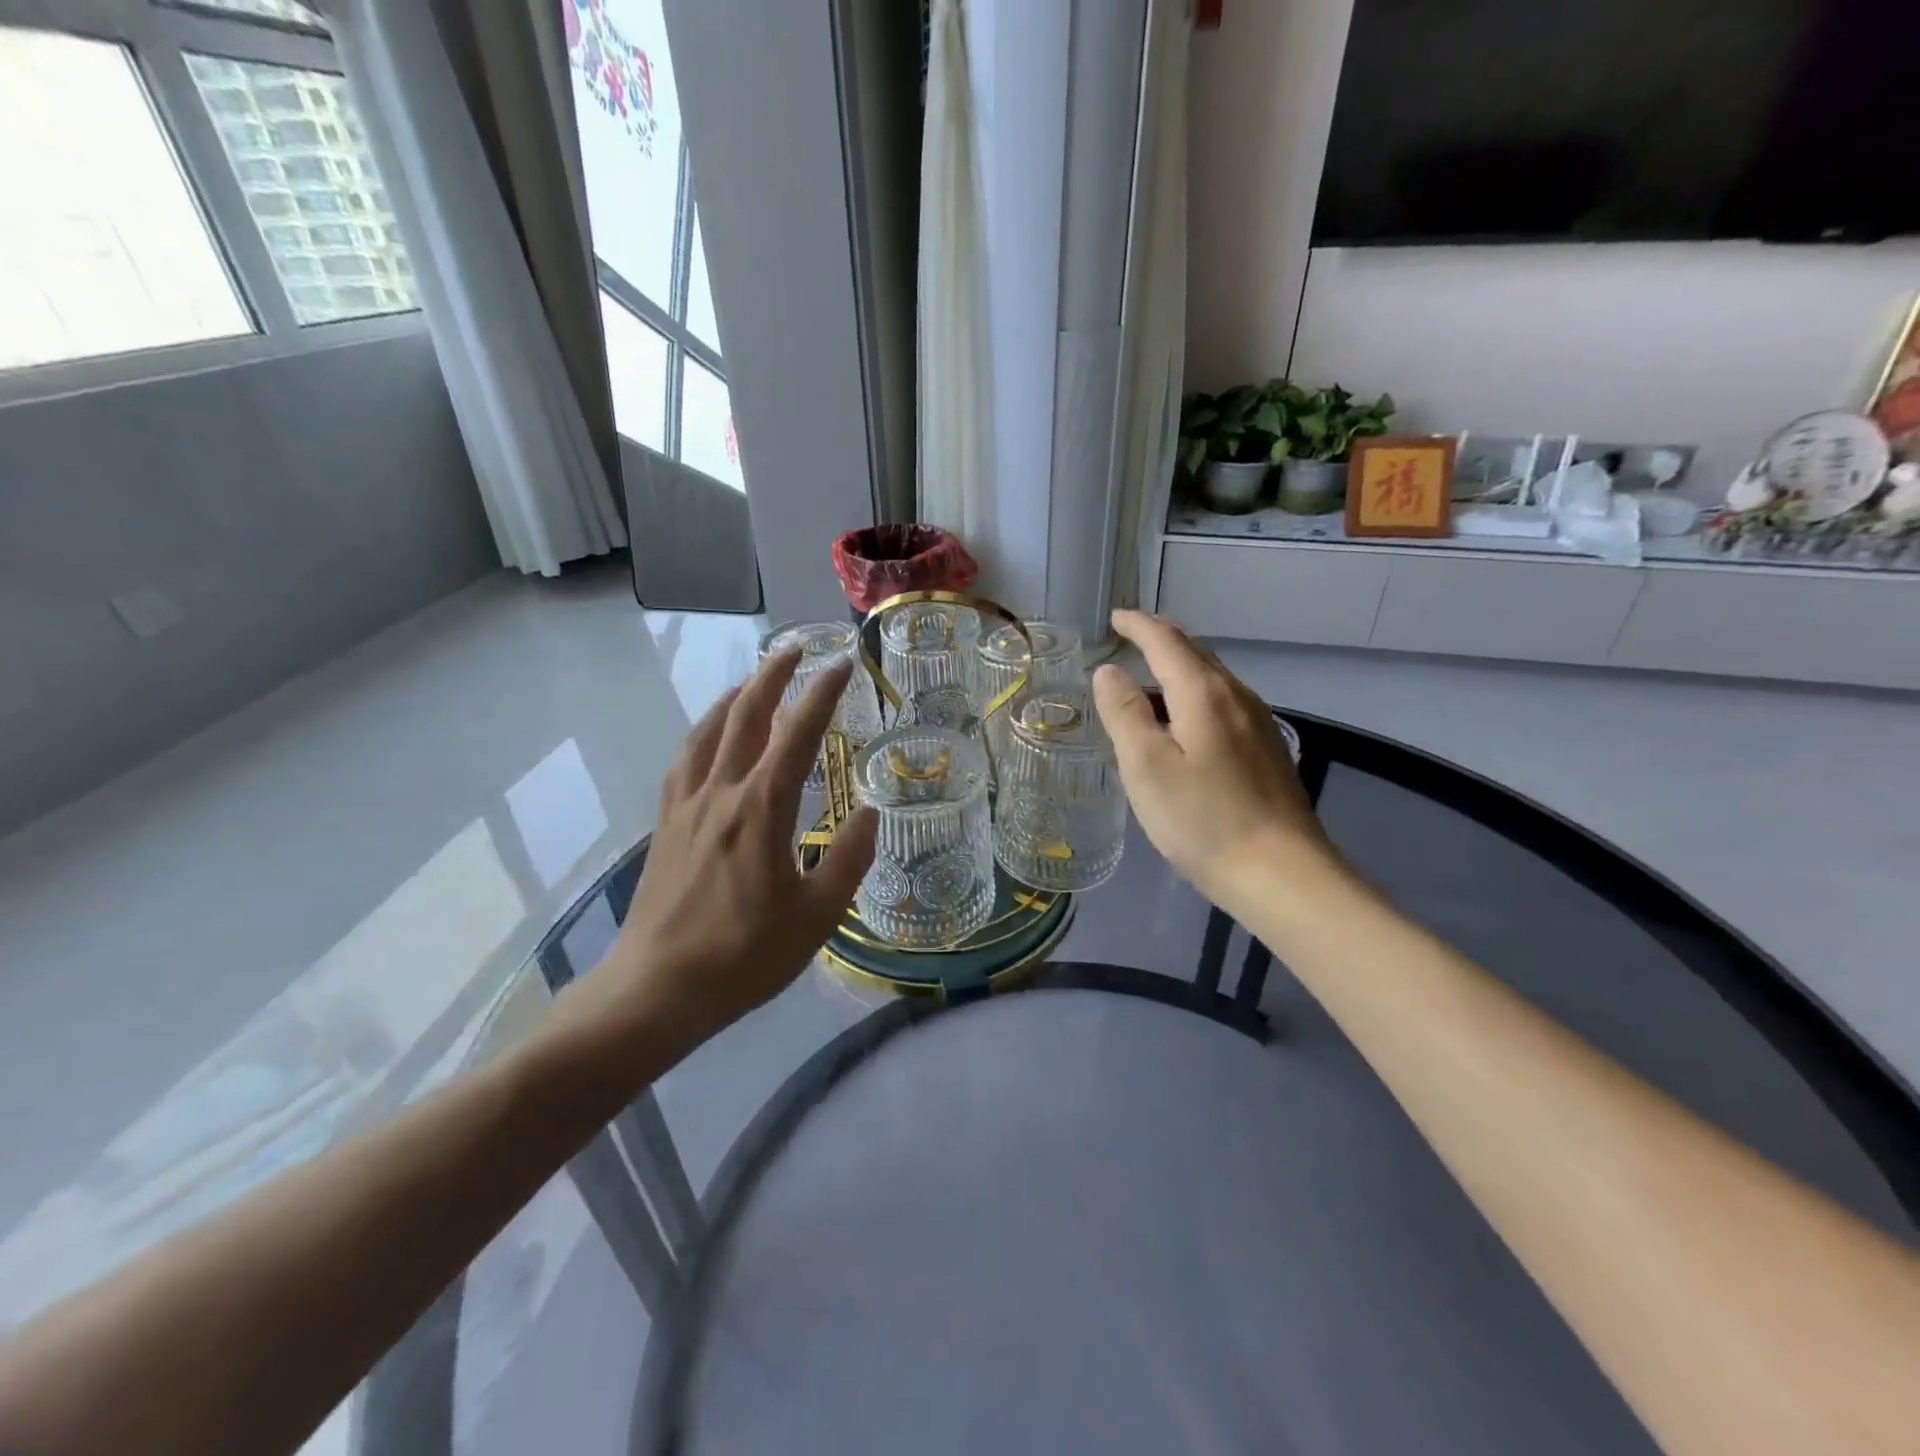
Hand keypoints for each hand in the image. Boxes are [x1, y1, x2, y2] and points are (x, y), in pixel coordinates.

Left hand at [553, 652, 877, 1064]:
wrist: (656, 989)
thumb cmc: (744, 956)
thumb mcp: (816, 917)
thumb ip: (848, 860)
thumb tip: (871, 815)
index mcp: (761, 809)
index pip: (798, 734)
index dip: (822, 694)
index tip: (842, 664)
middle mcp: (720, 793)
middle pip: (745, 715)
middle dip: (773, 675)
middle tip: (797, 650)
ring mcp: (685, 806)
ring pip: (709, 731)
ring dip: (736, 697)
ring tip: (754, 681)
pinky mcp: (665, 825)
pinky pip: (685, 760)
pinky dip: (704, 733)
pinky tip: (711, 738)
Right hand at [1092, 610, 1344, 919]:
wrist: (1280, 872)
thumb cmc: (1202, 818)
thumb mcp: (1146, 766)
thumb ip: (1124, 713)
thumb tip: (1108, 671)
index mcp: (1203, 693)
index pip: (1166, 641)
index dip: (1138, 626)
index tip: (1115, 618)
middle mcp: (1236, 696)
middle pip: (1196, 653)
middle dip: (1162, 638)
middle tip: (1132, 635)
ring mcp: (1258, 723)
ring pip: (1214, 677)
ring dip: (1181, 665)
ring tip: (1153, 672)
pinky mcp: (1268, 749)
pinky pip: (1225, 702)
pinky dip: (1197, 692)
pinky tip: (1188, 717)